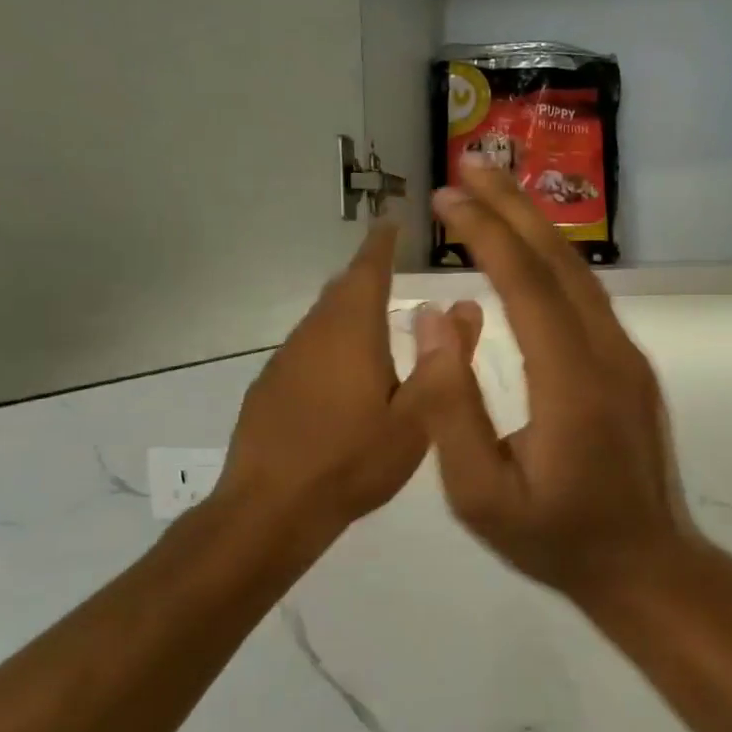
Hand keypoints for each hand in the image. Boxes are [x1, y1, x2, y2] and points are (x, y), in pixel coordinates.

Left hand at [218, 223, 481, 541]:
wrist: (271, 509)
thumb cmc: (353, 460)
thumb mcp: (417, 418)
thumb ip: (443, 361)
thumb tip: (463, 307)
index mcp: (352, 331)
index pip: (368, 268)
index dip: (382, 243)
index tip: (393, 223)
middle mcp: (314, 333)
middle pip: (342, 290)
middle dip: (368, 276)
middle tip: (394, 273)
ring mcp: (285, 359)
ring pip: (323, 321)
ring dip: (350, 314)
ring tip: (379, 325)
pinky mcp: (269, 387)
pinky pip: (308, 349)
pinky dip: (333, 346)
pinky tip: (346, 378)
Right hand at [405, 162, 693, 596]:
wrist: (645, 565)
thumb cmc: (557, 540)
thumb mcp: (481, 497)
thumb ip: (451, 409)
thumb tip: (433, 320)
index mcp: (571, 383)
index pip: (525, 285)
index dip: (485, 233)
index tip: (448, 198)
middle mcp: (608, 354)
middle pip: (559, 263)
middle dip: (513, 207)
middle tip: (472, 164)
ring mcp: (627, 358)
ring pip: (580, 276)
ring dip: (537, 228)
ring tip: (496, 192)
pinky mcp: (631, 368)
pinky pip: (589, 299)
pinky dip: (554, 262)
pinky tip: (531, 252)